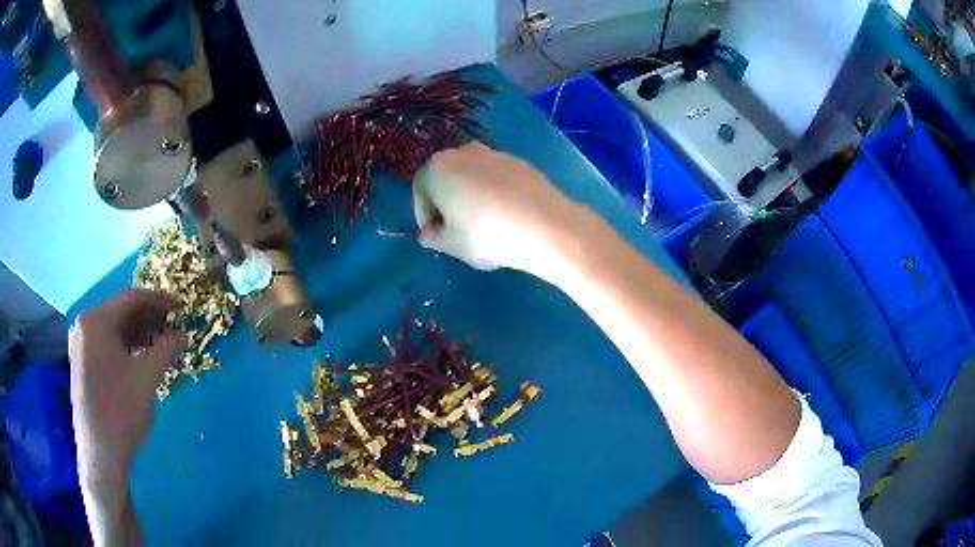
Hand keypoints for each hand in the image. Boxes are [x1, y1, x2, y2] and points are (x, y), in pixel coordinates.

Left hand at [69, 290, 180, 497]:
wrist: (101, 453)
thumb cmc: (121, 411)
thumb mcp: (147, 378)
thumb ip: (166, 349)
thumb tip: (182, 334)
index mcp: (96, 320)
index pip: (131, 298)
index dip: (159, 300)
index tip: (180, 307)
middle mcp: (84, 324)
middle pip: (120, 312)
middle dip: (148, 318)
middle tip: (172, 327)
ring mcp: (80, 343)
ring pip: (113, 328)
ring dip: (138, 333)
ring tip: (160, 343)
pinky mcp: (82, 361)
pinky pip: (106, 342)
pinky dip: (125, 345)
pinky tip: (140, 356)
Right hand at [412, 142, 584, 274]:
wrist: (543, 225)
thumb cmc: (484, 234)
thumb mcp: (450, 245)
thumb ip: (433, 238)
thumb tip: (429, 233)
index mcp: (436, 167)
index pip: (420, 190)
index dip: (424, 216)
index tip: (434, 236)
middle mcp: (462, 152)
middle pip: (446, 178)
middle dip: (447, 202)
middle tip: (456, 230)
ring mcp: (495, 154)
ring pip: (473, 177)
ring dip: (472, 196)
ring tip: (485, 225)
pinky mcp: (520, 162)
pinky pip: (498, 179)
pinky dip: (496, 193)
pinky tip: (507, 217)